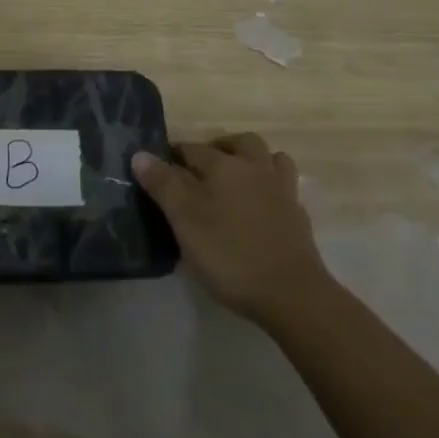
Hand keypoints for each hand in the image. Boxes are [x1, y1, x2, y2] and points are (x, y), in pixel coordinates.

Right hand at [132, 133, 327, 326]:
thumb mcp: (185, 221)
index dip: (175, 155)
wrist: (292, 294)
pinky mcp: (299, 217)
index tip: (162, 168)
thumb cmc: (231, 254)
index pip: (193, 149)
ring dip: (254, 161)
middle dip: (221, 147)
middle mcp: (255, 168)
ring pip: (270, 159)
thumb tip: (139, 153)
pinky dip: (272, 189)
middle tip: (203, 168)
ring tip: (239, 179)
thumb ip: (163, 185)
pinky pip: (285, 188)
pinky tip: (264, 206)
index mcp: (224, 166)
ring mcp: (282, 191)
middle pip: (240, 143)